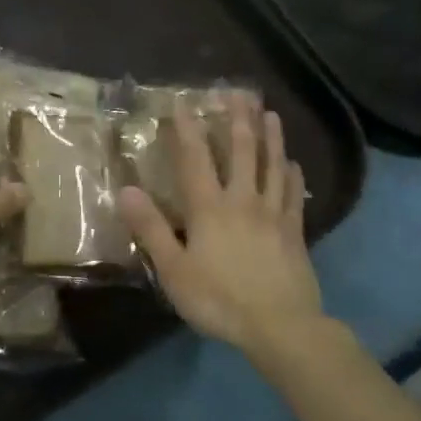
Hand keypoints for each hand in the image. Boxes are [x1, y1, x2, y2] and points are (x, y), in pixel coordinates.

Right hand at [119, 97, 322, 356]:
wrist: (280, 327)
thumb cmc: (219, 299)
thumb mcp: (174, 270)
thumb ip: (151, 228)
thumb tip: (126, 190)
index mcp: (210, 208)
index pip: (196, 158)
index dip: (188, 129)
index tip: (184, 102)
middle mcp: (243, 200)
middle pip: (242, 152)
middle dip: (238, 120)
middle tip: (239, 93)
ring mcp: (273, 214)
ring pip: (273, 166)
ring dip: (271, 138)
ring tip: (270, 114)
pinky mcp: (295, 232)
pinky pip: (294, 196)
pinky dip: (293, 176)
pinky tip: (294, 164)